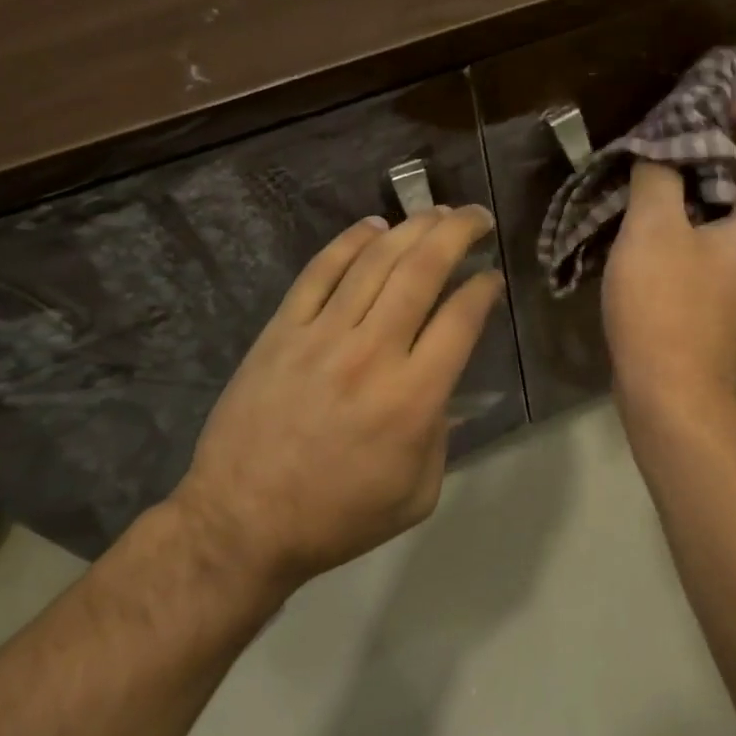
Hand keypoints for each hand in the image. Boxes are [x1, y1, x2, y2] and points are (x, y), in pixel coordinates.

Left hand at [168, 206, 504, 595]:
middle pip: (423, 271)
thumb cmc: (338, 517)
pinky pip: (319, 272)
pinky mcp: (282, 330)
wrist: (242, 522)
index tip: (492, 276)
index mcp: (414, 398)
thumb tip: (444, 384)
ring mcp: (323, 335)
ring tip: (435, 212)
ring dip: (412, 229)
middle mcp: (373, 353)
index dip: (484, 287)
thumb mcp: (418, 493)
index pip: (461, 318)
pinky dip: (349, 242)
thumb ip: (443, 434)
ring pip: (375, 262)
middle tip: (477, 216)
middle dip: (457, 234)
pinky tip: (373, 226)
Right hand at [603, 97, 735, 409]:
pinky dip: (696, 210)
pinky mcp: (728, 292)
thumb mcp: (654, 229)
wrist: (670, 391)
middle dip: (725, 143)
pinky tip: (657, 208)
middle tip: (680, 123)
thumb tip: (661, 151)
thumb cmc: (667, 306)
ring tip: (663, 159)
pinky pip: (721, 234)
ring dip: (705, 177)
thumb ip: (660, 175)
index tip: (716, 97)